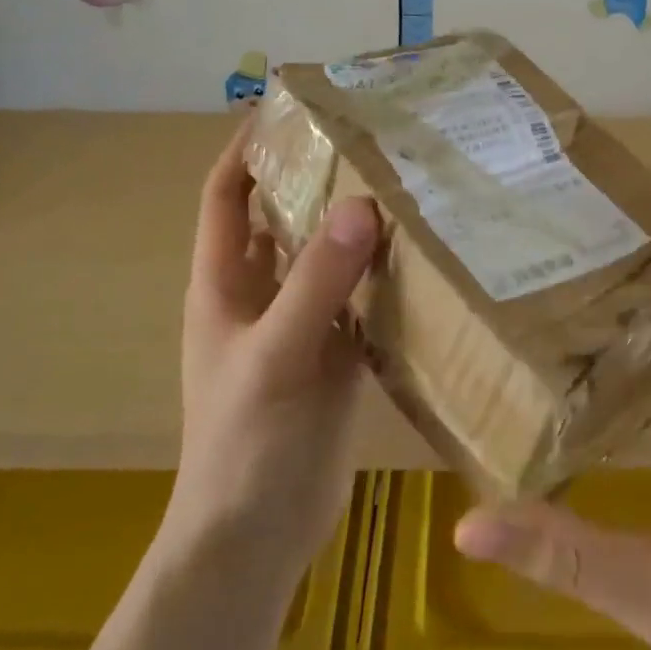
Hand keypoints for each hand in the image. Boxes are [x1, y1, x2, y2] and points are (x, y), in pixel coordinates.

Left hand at [167, 120, 379, 579]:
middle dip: (318, 180)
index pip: (227, 196)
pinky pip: (361, 301)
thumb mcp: (277, 356)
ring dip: (357, 228)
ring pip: (327, 259)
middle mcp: (260, 296)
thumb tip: (361, 205)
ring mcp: (300, 327)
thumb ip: (316, 283)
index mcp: (224, 285)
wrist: (256, 540)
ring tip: (409, 186)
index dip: (246, 149)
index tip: (290, 109)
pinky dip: (384, 278)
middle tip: (374, 141)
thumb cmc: (247, 444)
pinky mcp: (335, 357)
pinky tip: (426, 258)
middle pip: (285, 220)